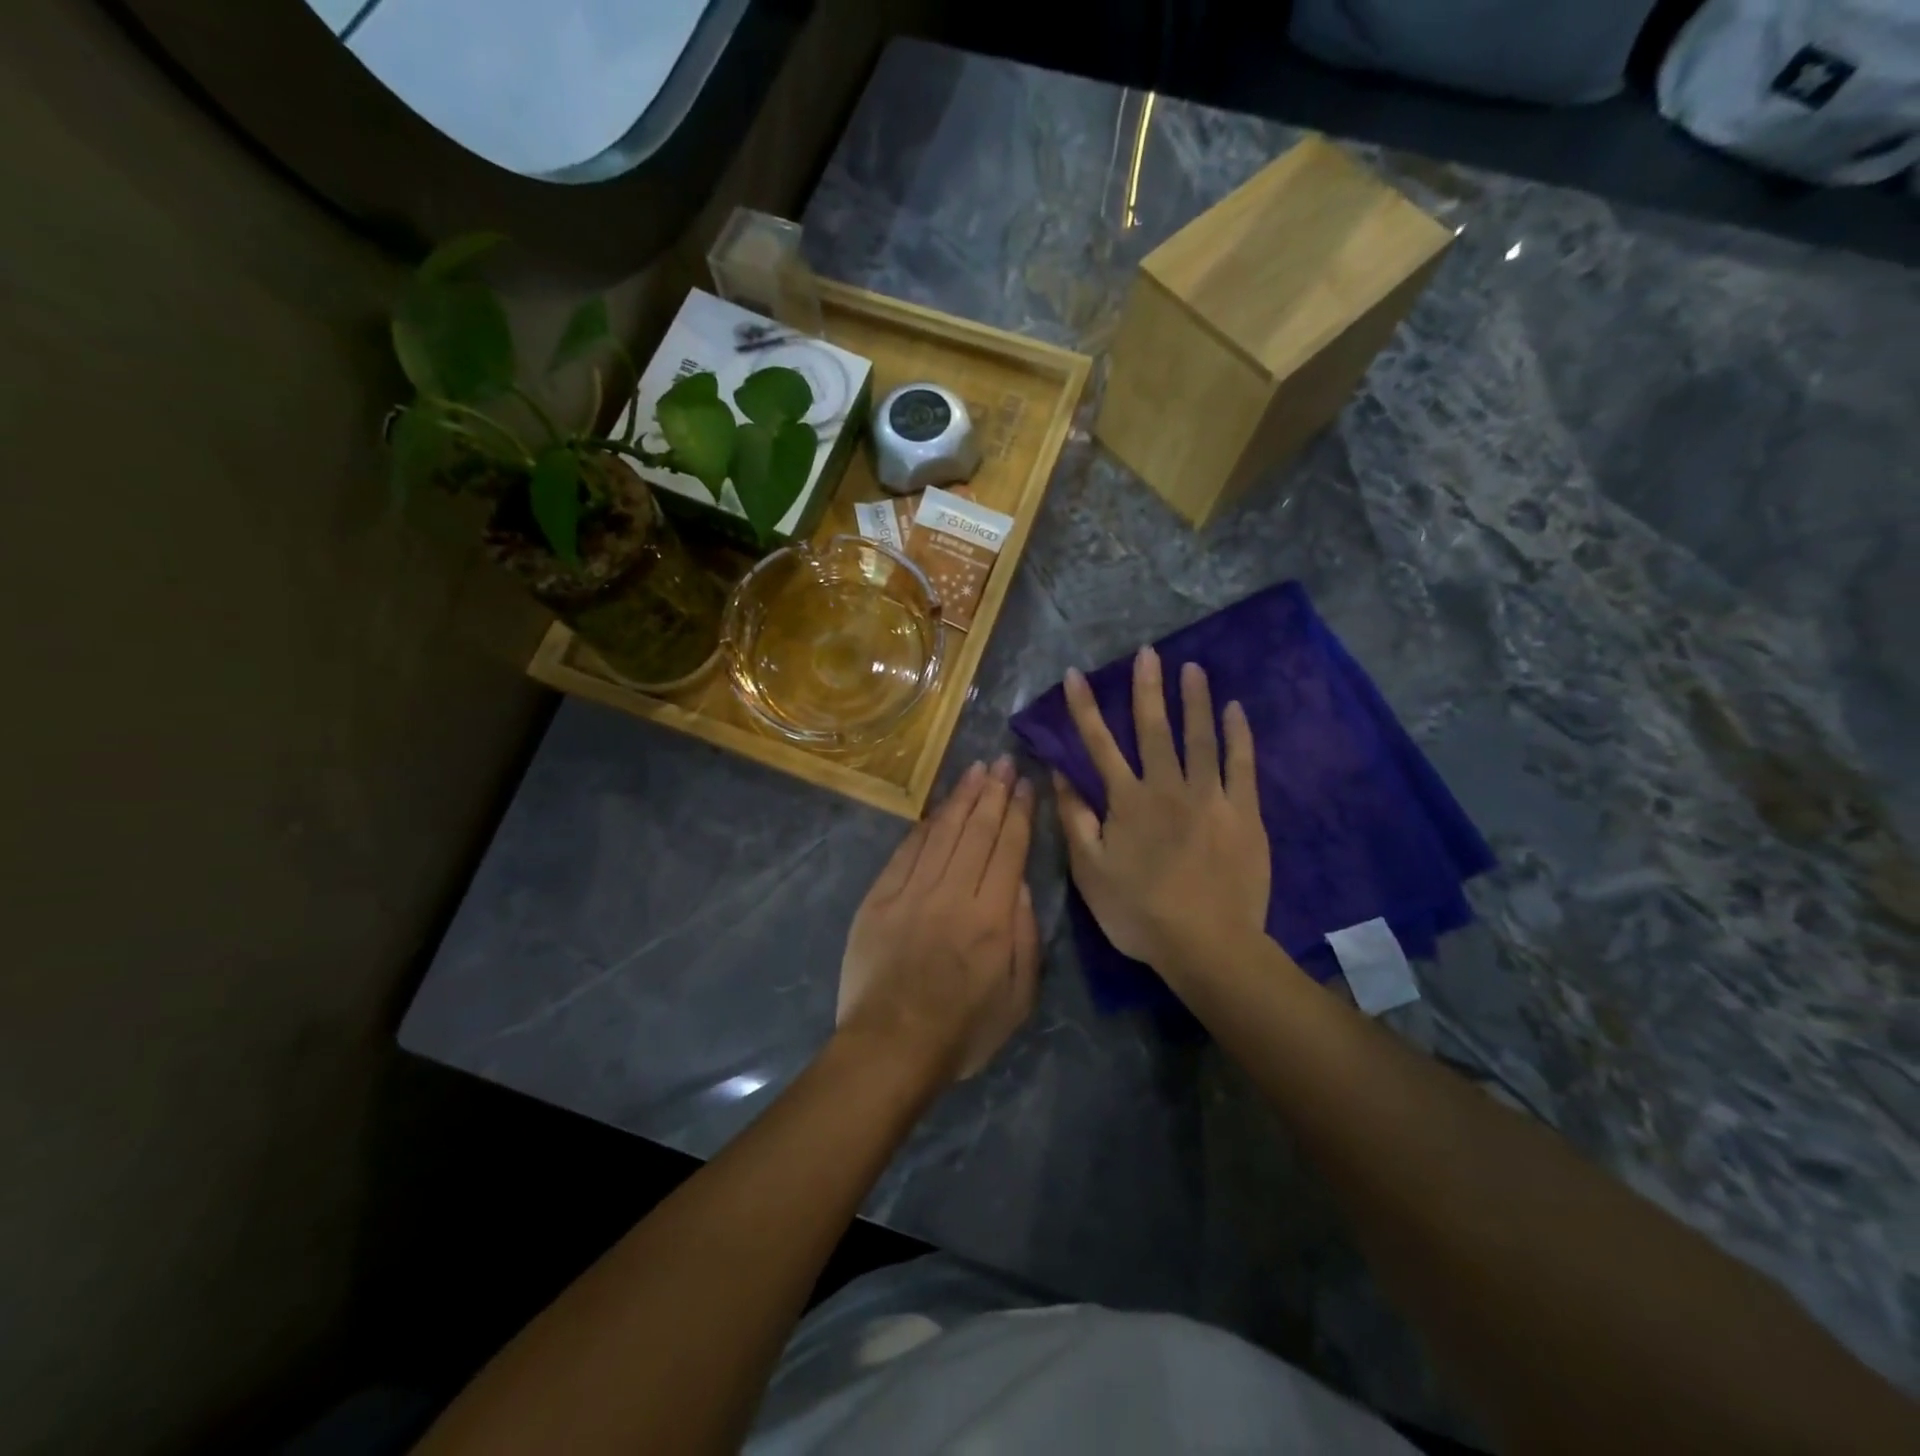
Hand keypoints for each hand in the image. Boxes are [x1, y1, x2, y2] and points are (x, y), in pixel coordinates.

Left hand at [836, 757, 1039, 1082]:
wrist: (890, 1047)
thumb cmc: (962, 1031)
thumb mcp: (1018, 998)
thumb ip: (1025, 937)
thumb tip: (1020, 884)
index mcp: (992, 917)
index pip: (1008, 849)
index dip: (1018, 813)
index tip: (1024, 784)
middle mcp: (953, 893)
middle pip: (977, 831)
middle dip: (993, 792)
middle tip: (1002, 762)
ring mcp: (912, 892)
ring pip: (942, 832)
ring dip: (961, 798)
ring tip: (975, 770)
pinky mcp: (880, 898)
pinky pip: (906, 851)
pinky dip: (924, 826)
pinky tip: (935, 808)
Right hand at [1054, 647, 1270, 975]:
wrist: (1207, 944)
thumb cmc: (1139, 912)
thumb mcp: (1090, 870)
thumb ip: (1074, 818)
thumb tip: (1057, 773)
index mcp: (1126, 801)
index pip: (1099, 744)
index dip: (1085, 708)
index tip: (1076, 674)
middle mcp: (1167, 787)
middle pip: (1154, 729)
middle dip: (1147, 688)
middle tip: (1148, 652)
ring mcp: (1210, 797)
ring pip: (1200, 737)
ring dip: (1194, 700)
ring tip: (1192, 668)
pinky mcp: (1243, 812)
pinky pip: (1241, 764)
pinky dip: (1238, 735)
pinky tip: (1235, 710)